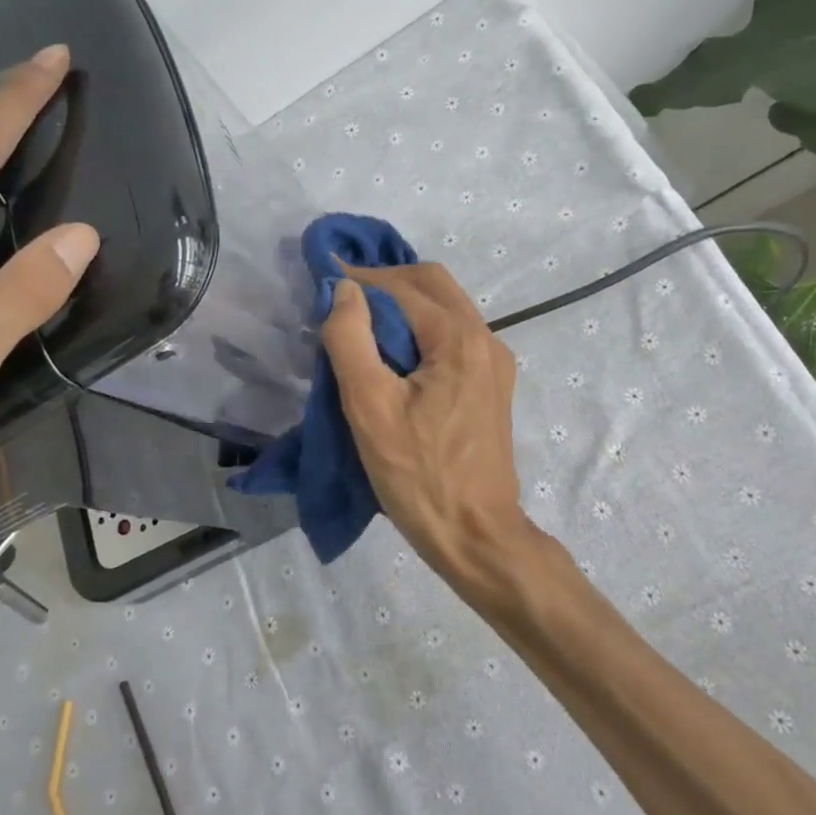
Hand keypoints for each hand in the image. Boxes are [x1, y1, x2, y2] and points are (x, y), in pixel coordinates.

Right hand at [320, 263, 537, 596]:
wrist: (476, 535)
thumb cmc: (419, 475)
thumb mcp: (370, 407)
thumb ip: (351, 339)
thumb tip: (343, 290)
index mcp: (459, 338)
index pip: (402, 287)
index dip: (359, 279)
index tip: (321, 280)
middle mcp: (485, 339)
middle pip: (432, 286)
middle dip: (385, 282)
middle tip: (342, 297)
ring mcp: (494, 364)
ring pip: (446, 309)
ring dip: (404, 304)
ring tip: (361, 323)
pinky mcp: (492, 387)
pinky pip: (454, 337)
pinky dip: (421, 329)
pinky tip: (395, 354)